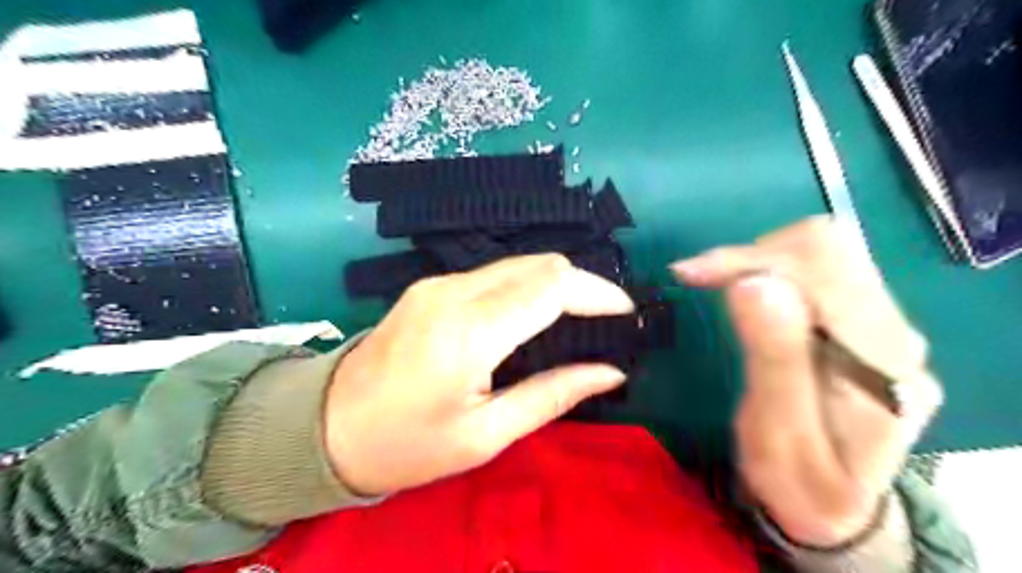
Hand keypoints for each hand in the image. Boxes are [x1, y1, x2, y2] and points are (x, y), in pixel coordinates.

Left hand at [323, 253, 636, 493]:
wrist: (328, 429)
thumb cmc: (408, 446)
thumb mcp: (485, 435)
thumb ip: (552, 395)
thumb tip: (610, 372)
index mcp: (468, 333)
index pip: (550, 286)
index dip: (596, 292)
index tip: (624, 313)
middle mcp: (452, 293)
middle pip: (538, 264)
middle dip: (581, 284)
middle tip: (604, 319)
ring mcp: (437, 283)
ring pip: (517, 263)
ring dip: (554, 283)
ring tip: (577, 317)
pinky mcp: (430, 286)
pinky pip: (493, 273)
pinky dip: (526, 286)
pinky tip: (533, 315)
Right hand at [673, 218, 940, 545]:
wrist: (840, 509)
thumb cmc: (801, 482)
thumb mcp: (777, 435)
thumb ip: (774, 360)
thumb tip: (752, 283)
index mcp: (879, 360)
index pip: (823, 268)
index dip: (750, 259)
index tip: (690, 274)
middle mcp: (892, 330)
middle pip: (827, 248)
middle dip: (752, 254)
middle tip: (698, 277)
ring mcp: (882, 323)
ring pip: (822, 252)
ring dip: (758, 258)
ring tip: (713, 282)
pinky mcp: (863, 321)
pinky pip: (816, 271)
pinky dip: (767, 267)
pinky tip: (739, 288)